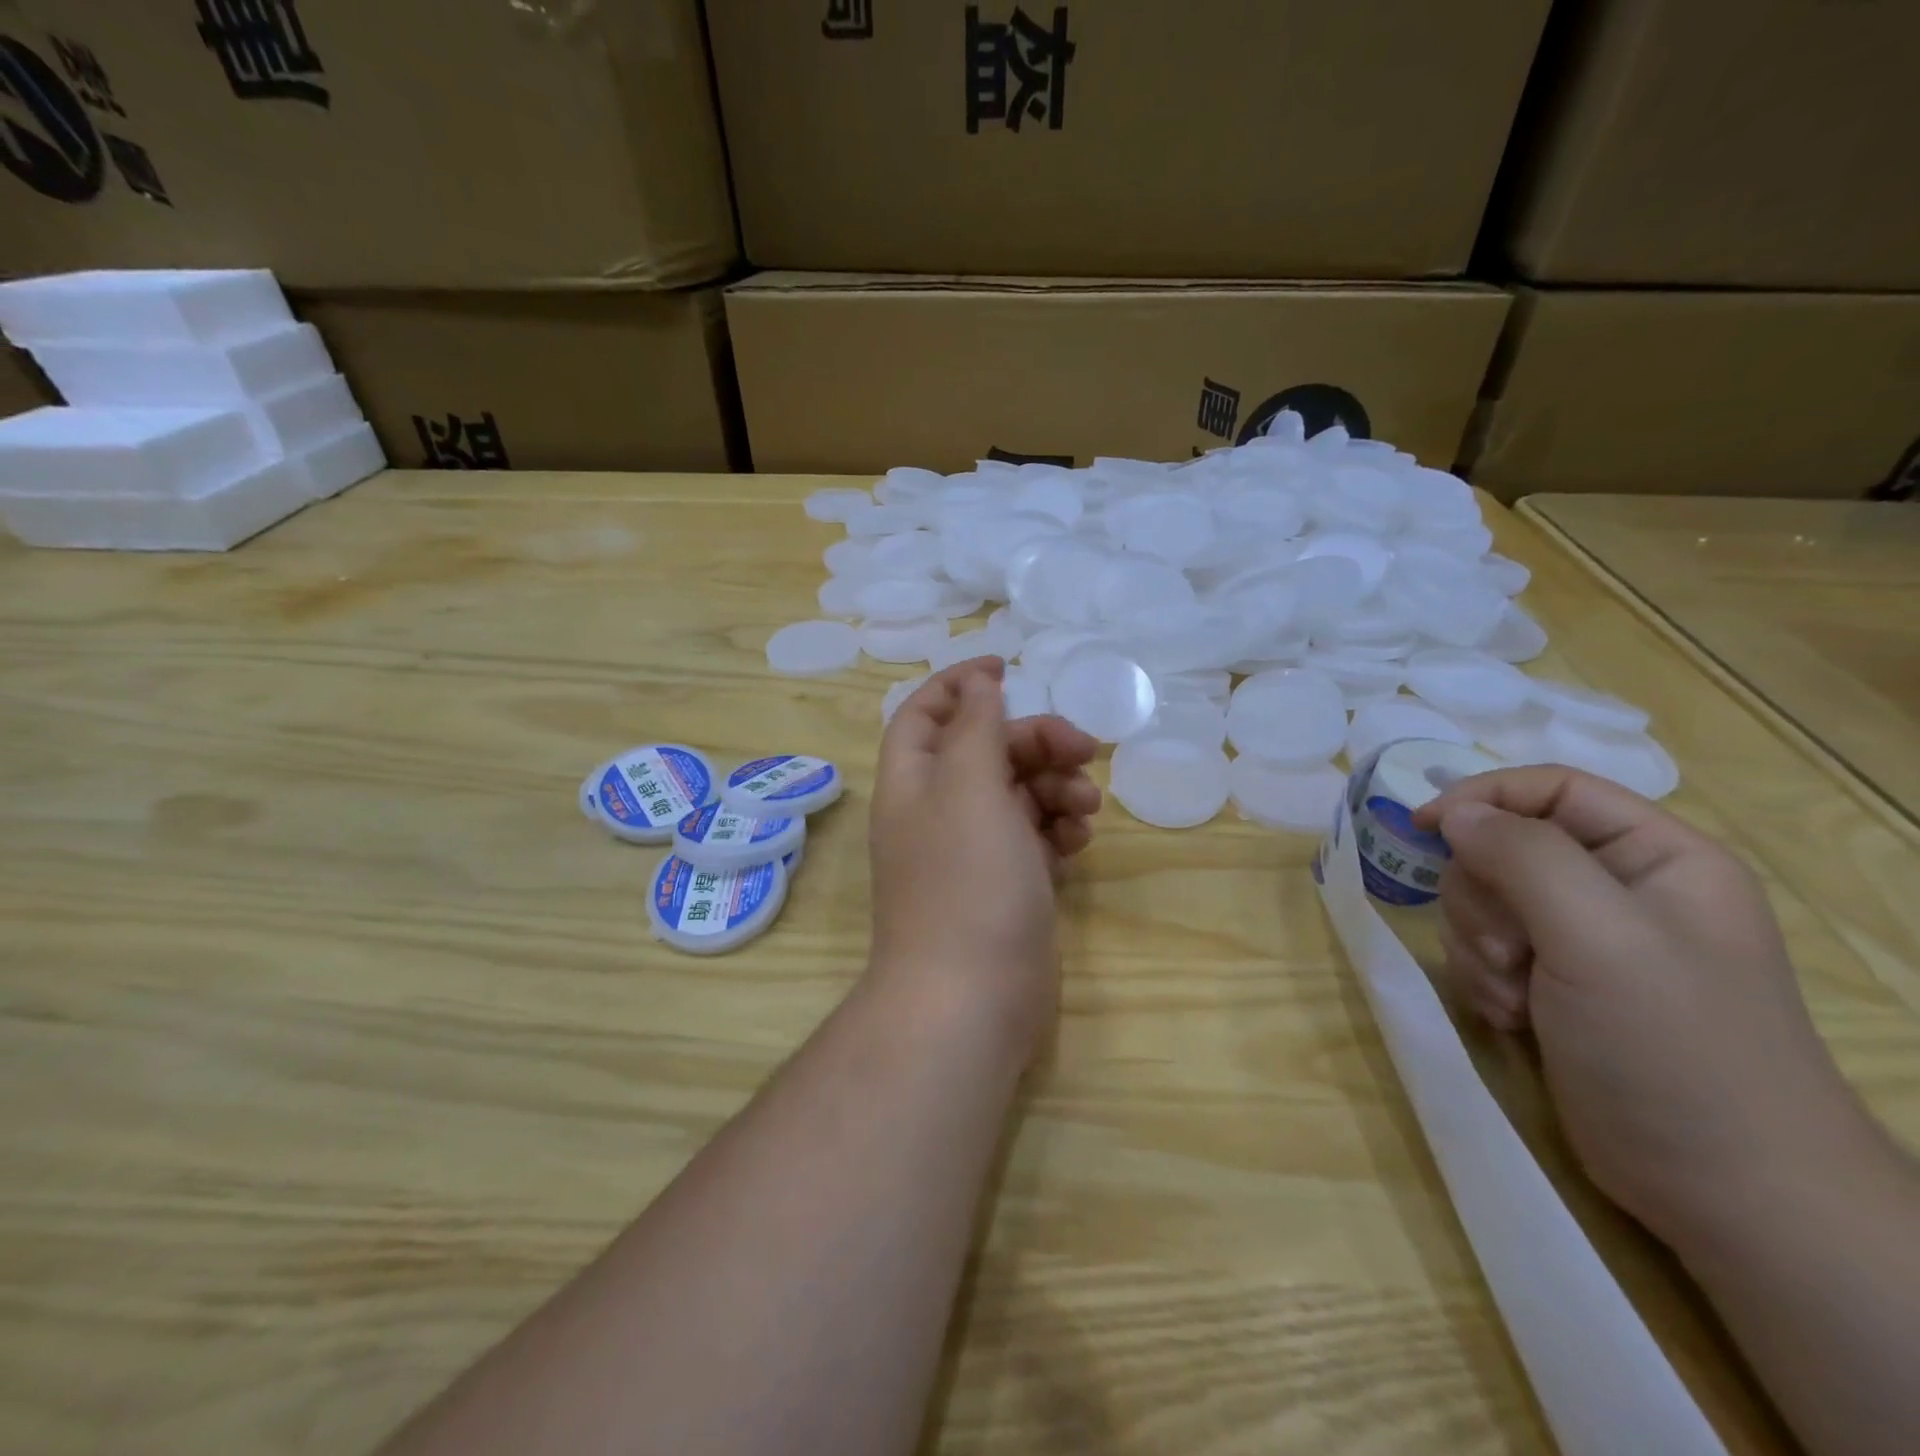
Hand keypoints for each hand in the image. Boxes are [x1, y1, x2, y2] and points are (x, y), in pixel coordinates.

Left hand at [866, 658, 1101, 1066]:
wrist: (972, 999)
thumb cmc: (966, 881)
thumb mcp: (969, 787)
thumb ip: (976, 727)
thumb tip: (979, 683)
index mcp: (913, 781)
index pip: (925, 713)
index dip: (960, 684)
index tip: (1008, 667)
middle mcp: (938, 811)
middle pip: (986, 750)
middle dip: (1034, 740)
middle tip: (1084, 749)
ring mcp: (973, 851)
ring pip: (1018, 793)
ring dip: (1055, 786)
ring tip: (1085, 806)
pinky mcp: (1007, 884)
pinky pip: (1035, 836)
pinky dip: (1058, 827)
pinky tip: (1079, 840)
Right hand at [1415, 767, 1872, 1248]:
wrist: (1723, 1189)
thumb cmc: (1674, 1046)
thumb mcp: (1599, 936)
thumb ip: (1523, 857)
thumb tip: (1455, 813)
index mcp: (1657, 857)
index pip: (1552, 788)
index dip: (1483, 797)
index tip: (1422, 828)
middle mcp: (1618, 889)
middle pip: (1503, 847)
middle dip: (1484, 899)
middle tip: (1508, 951)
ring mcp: (1583, 940)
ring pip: (1482, 900)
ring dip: (1479, 946)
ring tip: (1516, 996)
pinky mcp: (1553, 983)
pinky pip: (1483, 948)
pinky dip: (1483, 979)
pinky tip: (1514, 1018)